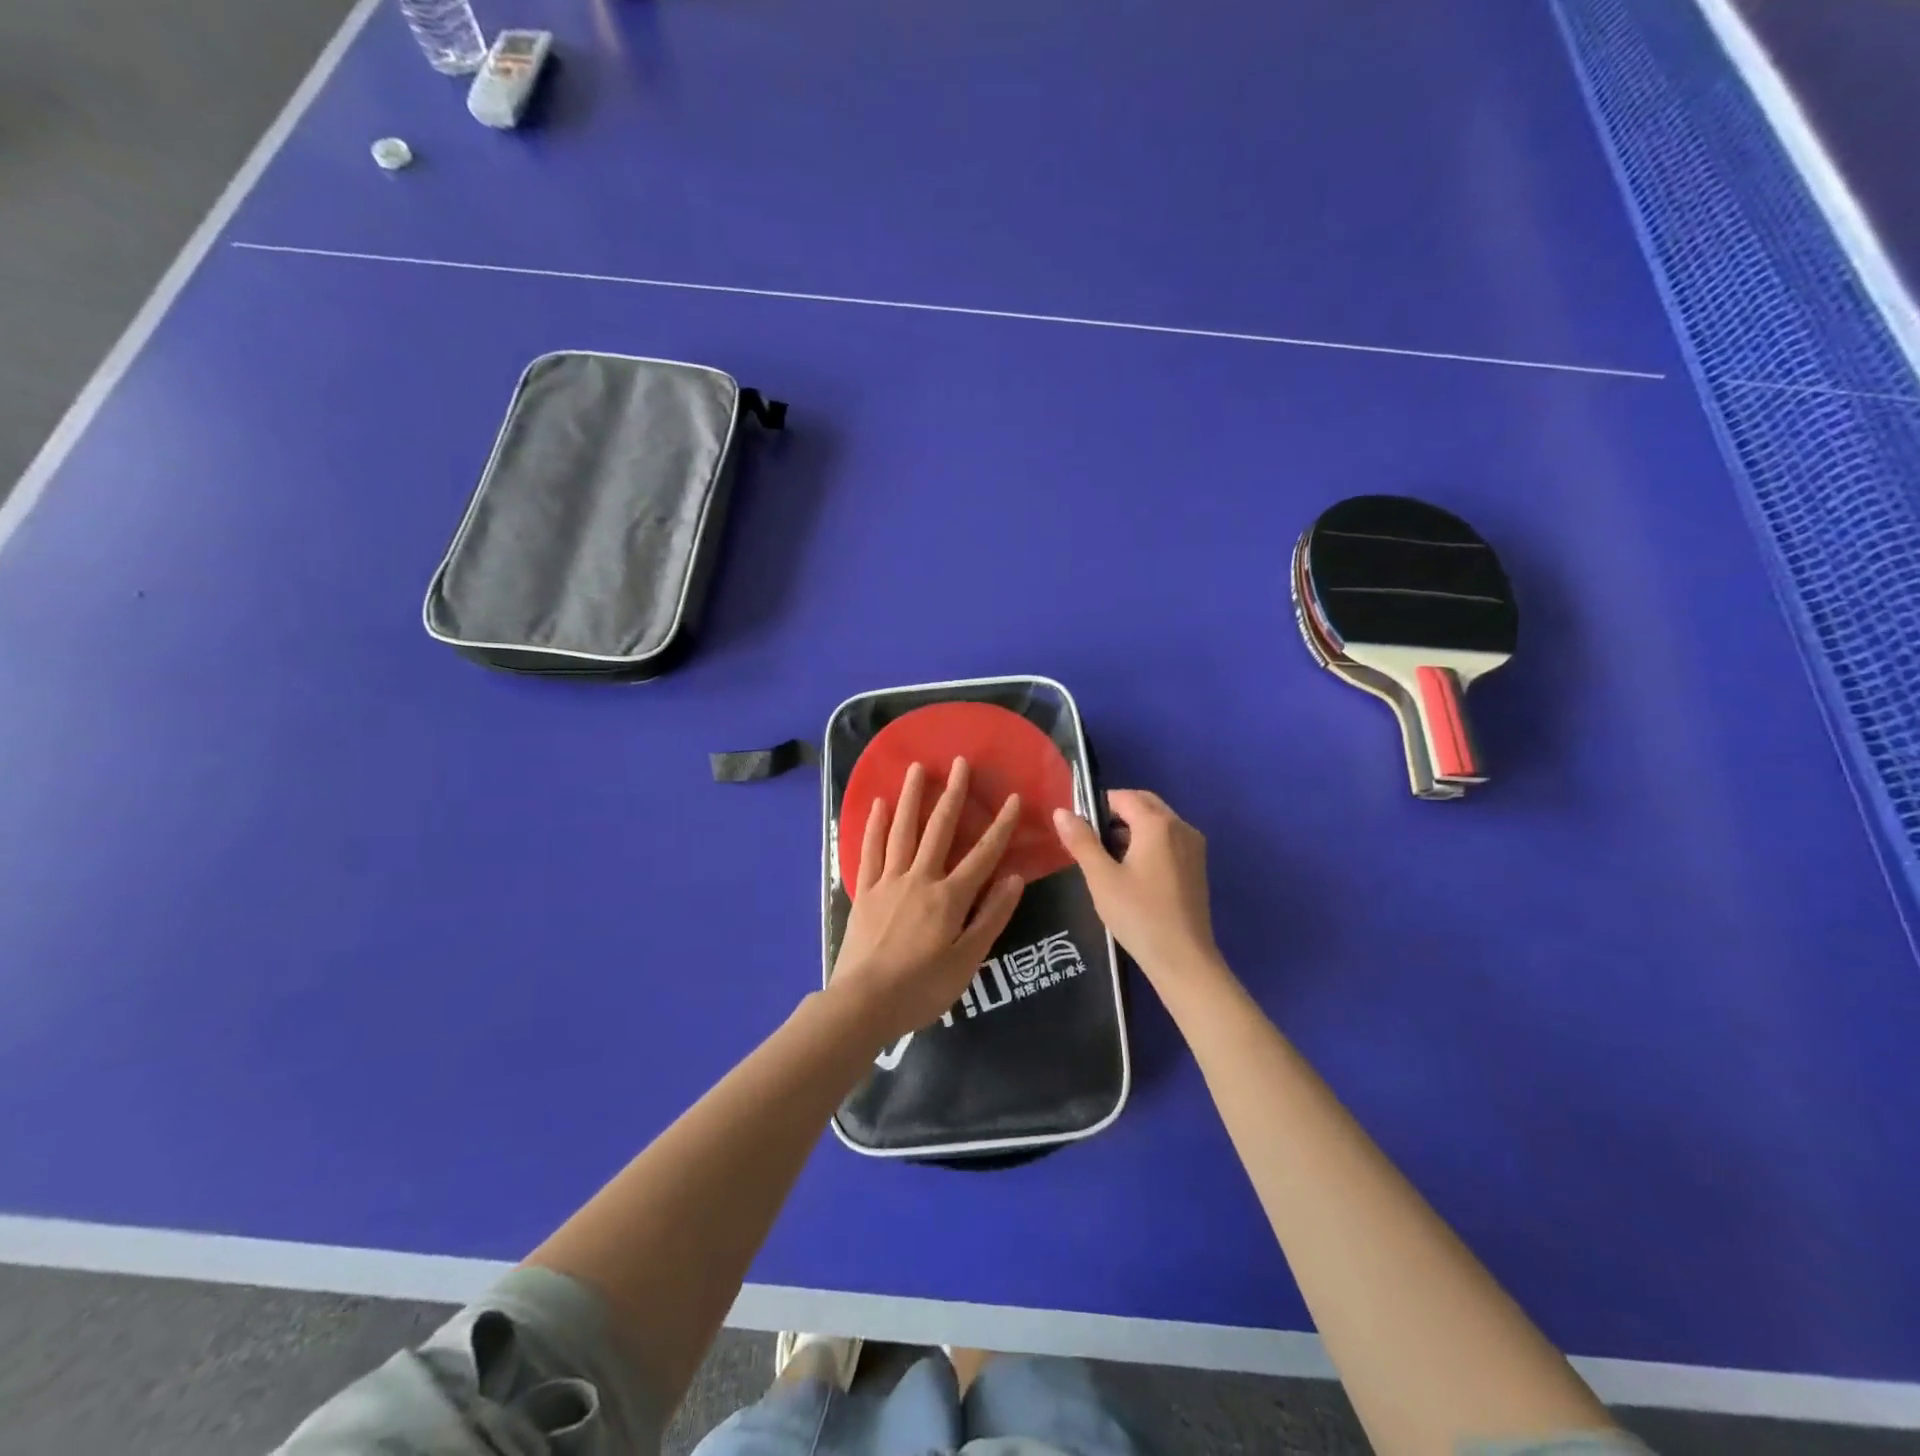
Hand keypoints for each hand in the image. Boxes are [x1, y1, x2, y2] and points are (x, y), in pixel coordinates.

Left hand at [829, 759, 1024, 1043]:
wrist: (863, 1003)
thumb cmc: (921, 988)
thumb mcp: (967, 961)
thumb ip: (991, 917)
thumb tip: (1014, 877)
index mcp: (950, 897)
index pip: (983, 855)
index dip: (1000, 825)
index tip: (1012, 797)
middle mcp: (920, 879)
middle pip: (939, 829)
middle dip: (952, 794)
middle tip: (960, 762)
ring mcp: (888, 881)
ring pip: (902, 830)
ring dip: (912, 797)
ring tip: (917, 768)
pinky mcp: (865, 891)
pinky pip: (871, 850)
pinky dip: (875, 825)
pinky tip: (879, 805)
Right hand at [1053, 789, 1223, 985]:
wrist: (1183, 959)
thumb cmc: (1138, 915)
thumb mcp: (1101, 877)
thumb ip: (1081, 841)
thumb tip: (1061, 811)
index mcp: (1157, 824)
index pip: (1123, 796)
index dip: (1097, 806)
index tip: (1079, 829)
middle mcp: (1181, 826)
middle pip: (1144, 804)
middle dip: (1116, 814)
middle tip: (1091, 841)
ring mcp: (1193, 846)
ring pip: (1158, 822)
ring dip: (1132, 829)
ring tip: (1107, 858)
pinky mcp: (1197, 866)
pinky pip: (1169, 839)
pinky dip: (1149, 843)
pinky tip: (1132, 872)